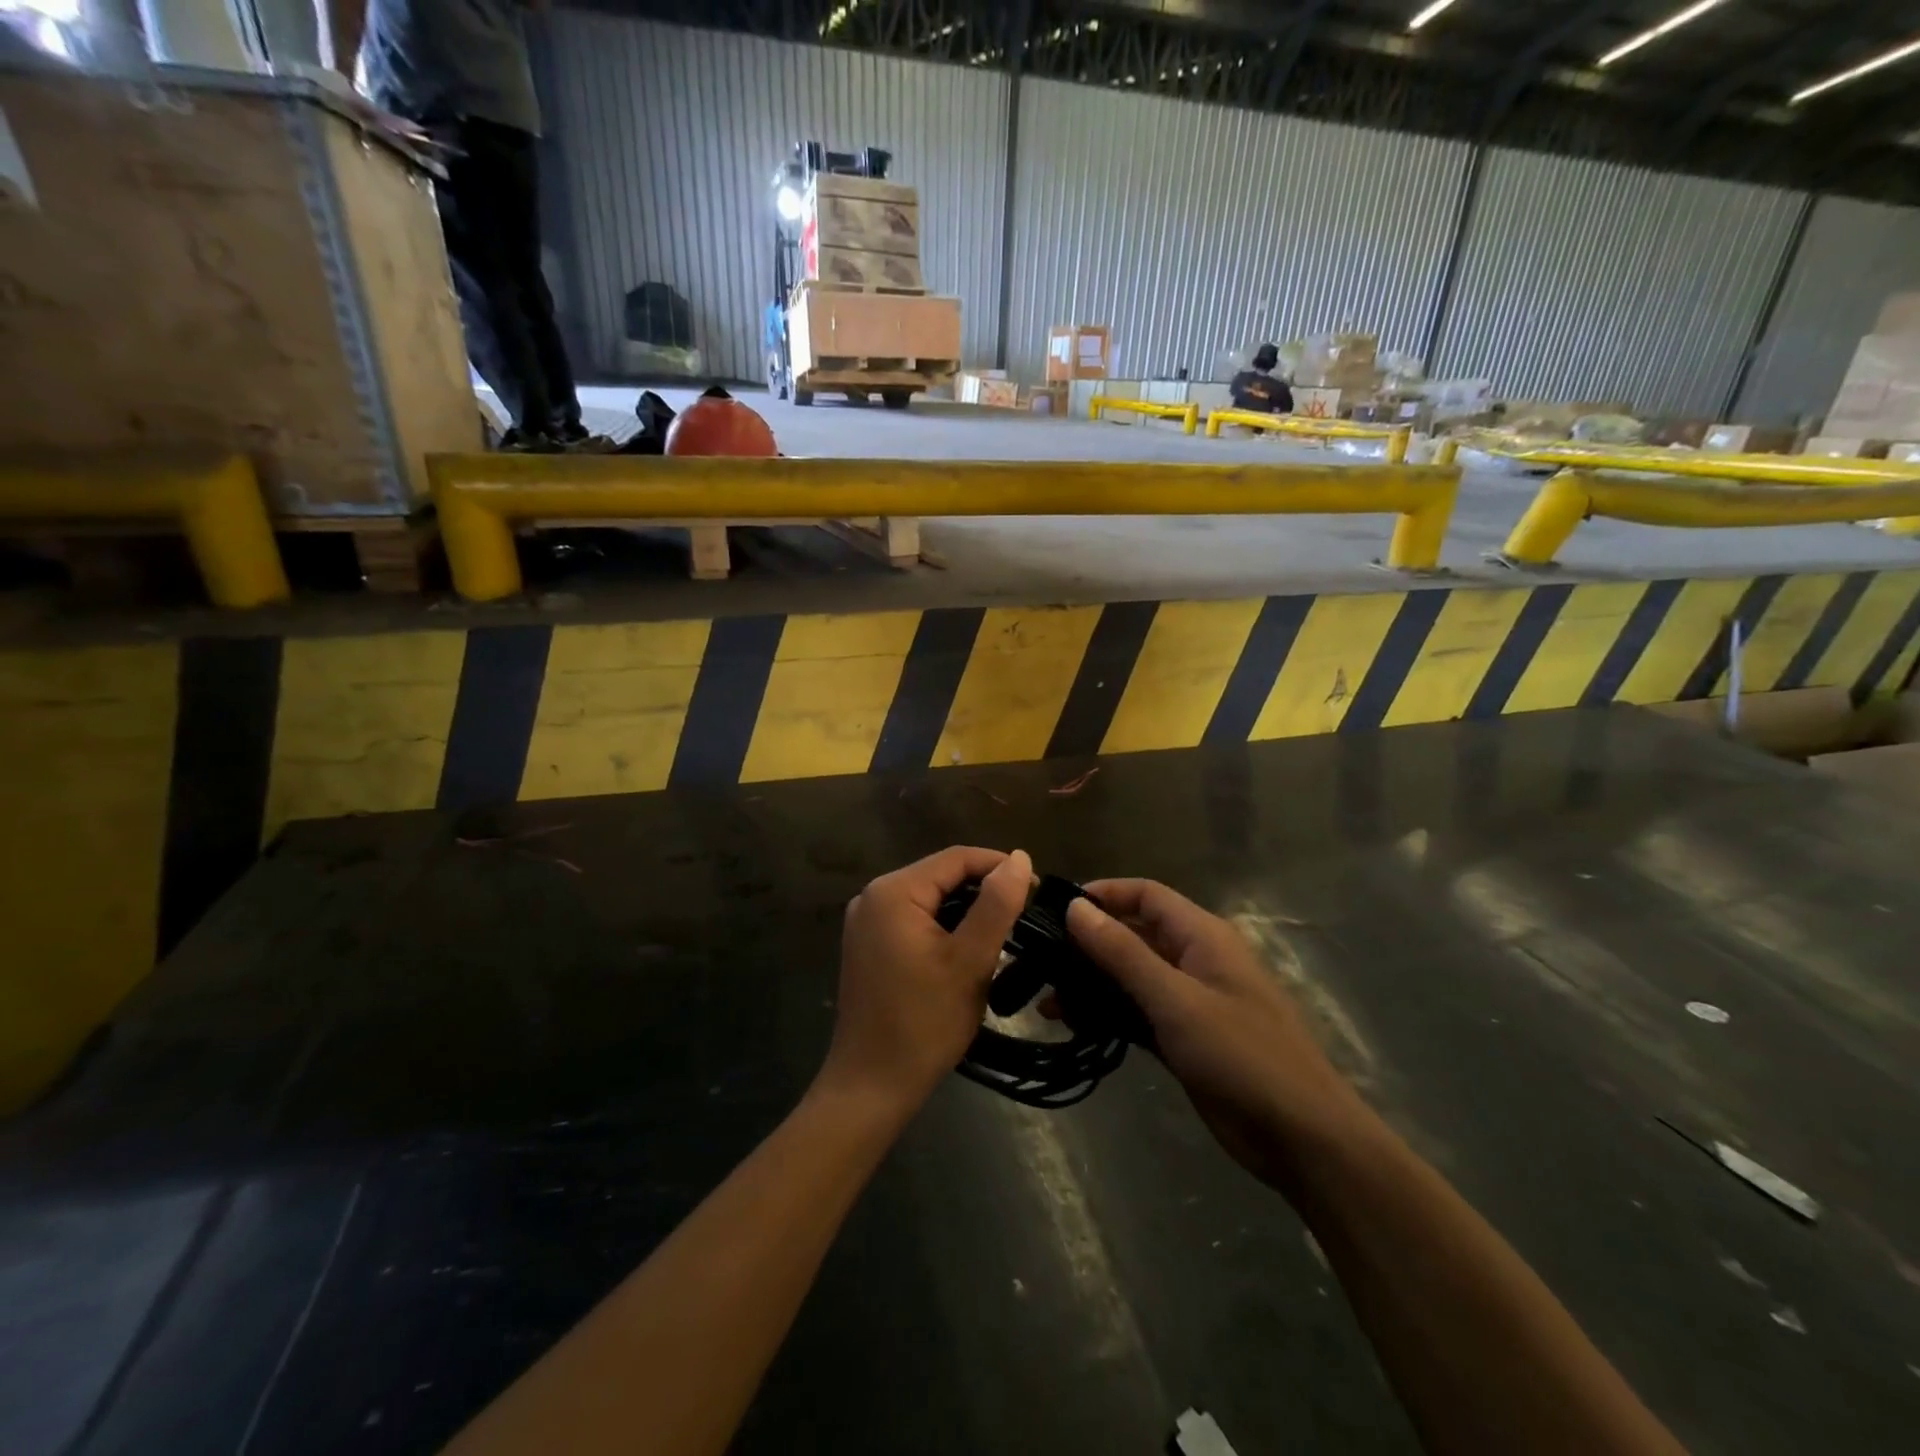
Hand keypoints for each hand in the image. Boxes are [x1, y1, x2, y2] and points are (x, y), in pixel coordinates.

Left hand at [818, 847, 1032, 1117]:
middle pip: (941, 876)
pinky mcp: (868, 944)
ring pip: (930, 898)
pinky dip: (945, 926)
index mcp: (893, 891)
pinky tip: (968, 947)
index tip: (1037, 889)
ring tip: (1005, 930)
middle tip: (1025, 914)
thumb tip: (1019, 857)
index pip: (956, 858)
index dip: (999, 867)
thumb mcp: (970, 961)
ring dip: (966, 909)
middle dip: (984, 889)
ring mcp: (866, 921)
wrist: (871, 1085)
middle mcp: (873, 895)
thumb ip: (996, 904)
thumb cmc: (924, 1023)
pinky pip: (915, 919)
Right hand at [1066, 880, 1367, 1189]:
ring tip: (1047, 1001)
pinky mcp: (1185, 1037)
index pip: (1146, 894)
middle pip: (1134, 934)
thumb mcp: (1176, 999)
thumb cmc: (1242, 1055)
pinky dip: (1108, 1014)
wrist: (1301, 1137)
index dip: (1103, 894)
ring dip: (1092, 983)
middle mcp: (1194, 959)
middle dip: (1088, 943)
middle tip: (1039, 959)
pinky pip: (1138, 1012)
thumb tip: (1076, 908)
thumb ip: (1123, 953)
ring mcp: (1190, 1000)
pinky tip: (1074, 1024)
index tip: (1055, 909)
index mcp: (1202, 935)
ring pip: (1131, 976)